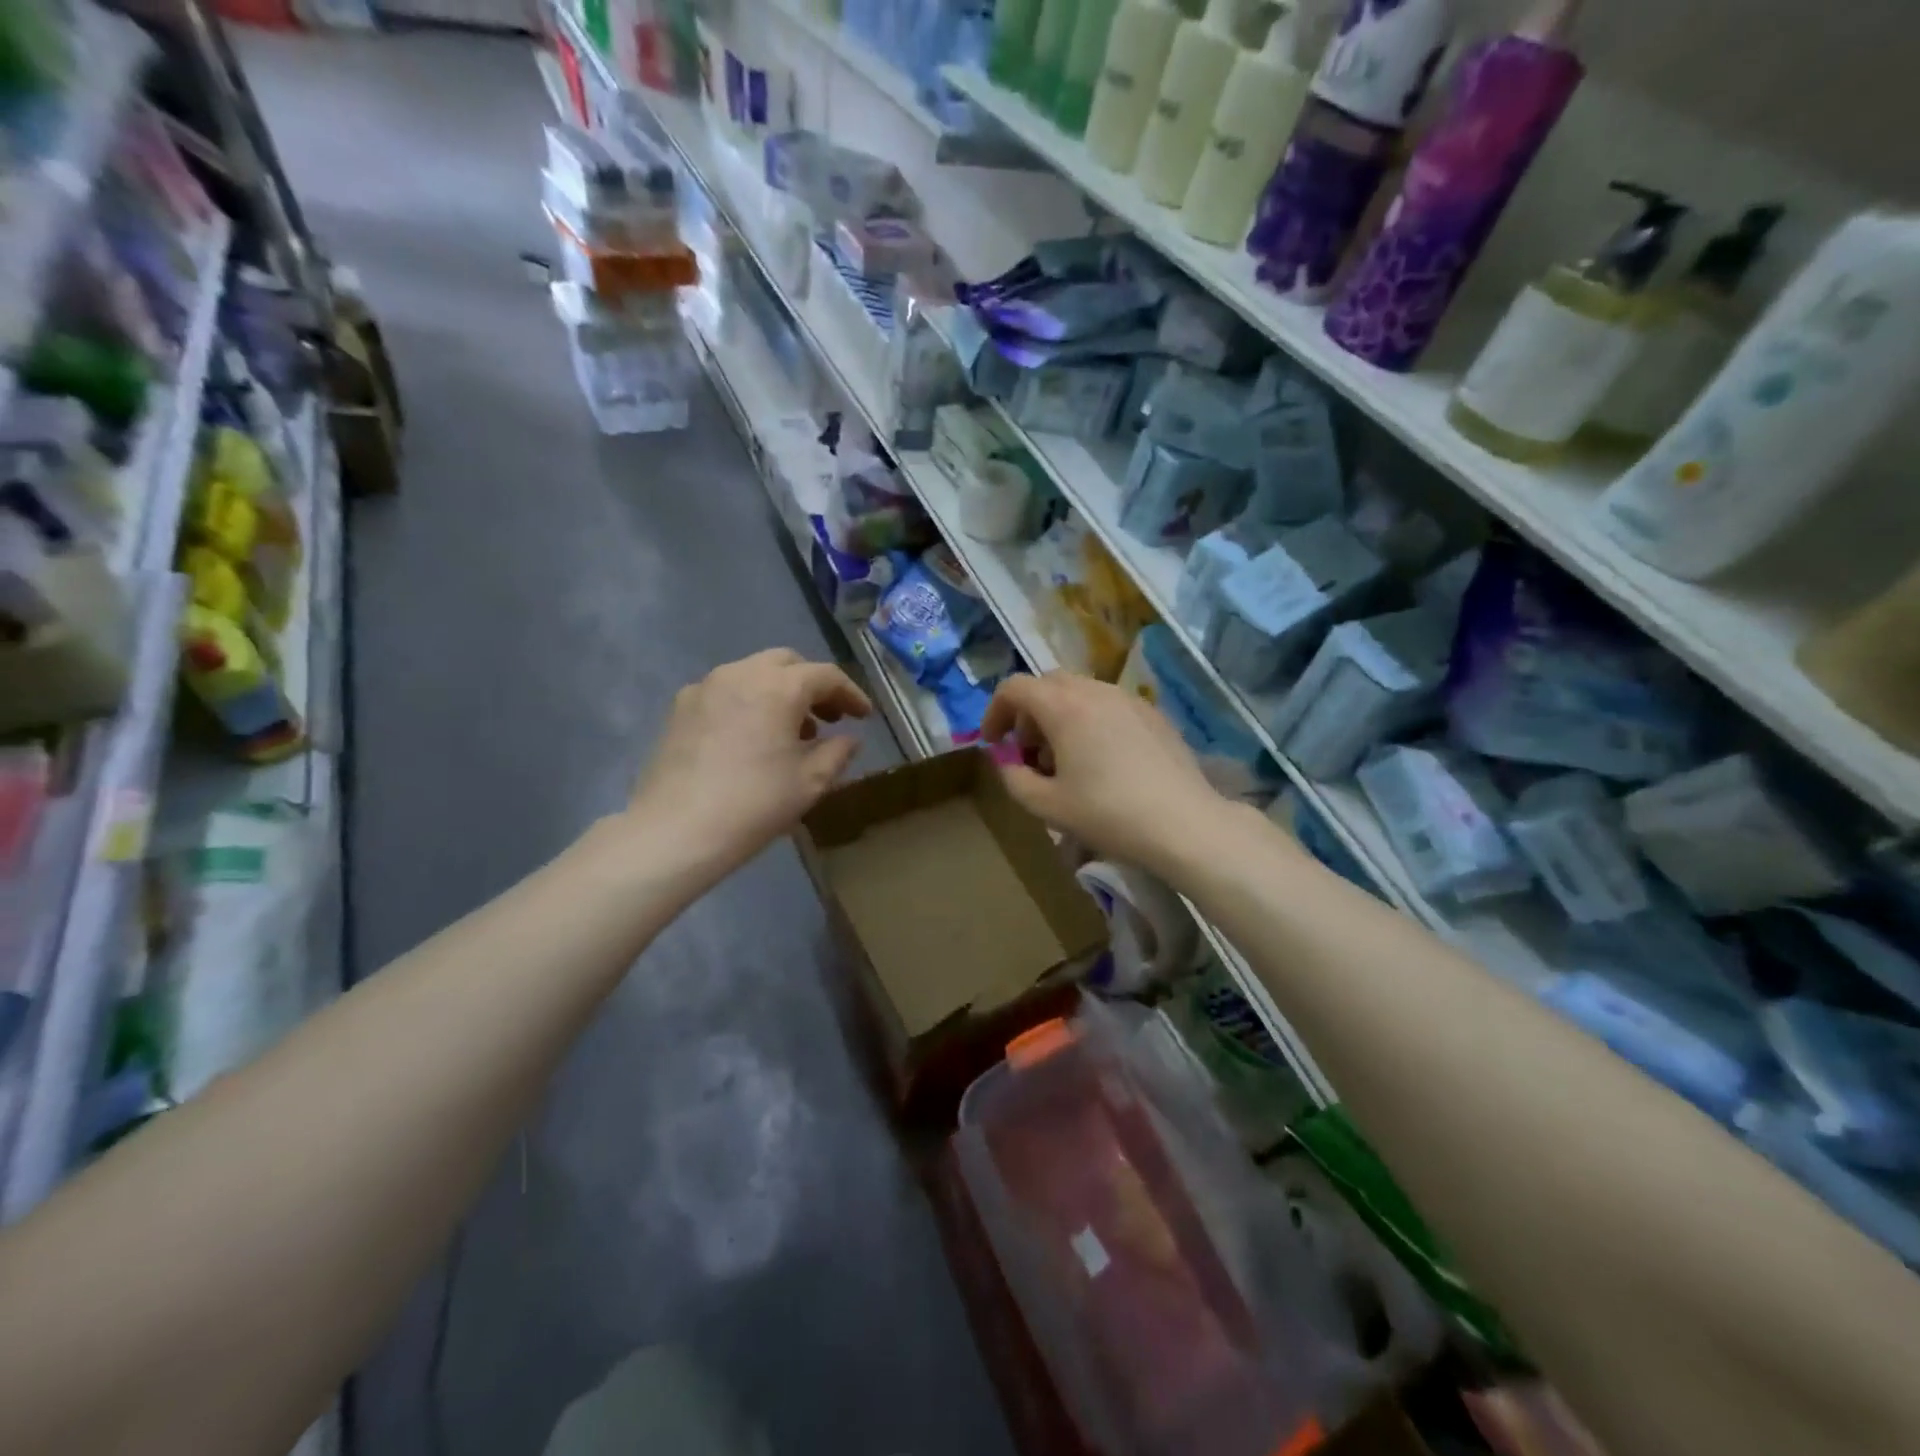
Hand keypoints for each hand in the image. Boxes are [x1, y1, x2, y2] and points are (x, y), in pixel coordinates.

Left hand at [629, 649, 872, 880]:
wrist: (676, 830)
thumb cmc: (754, 804)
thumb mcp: (810, 782)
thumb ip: (838, 752)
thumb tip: (849, 739)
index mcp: (778, 687)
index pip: (826, 676)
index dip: (851, 694)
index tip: (865, 717)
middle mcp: (741, 673)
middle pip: (788, 663)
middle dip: (813, 685)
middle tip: (830, 718)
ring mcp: (705, 687)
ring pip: (754, 673)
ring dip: (781, 692)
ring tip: (793, 732)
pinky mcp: (681, 707)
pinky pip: (726, 691)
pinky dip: (750, 702)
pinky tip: (752, 737)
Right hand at [982, 672, 1236, 876]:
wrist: (1183, 824)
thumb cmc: (1108, 814)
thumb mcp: (1047, 805)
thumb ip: (1013, 778)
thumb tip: (1007, 761)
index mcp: (1063, 706)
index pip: (1015, 687)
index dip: (995, 712)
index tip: (994, 743)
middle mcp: (1095, 691)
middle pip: (1047, 684)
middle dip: (1028, 713)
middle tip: (1029, 752)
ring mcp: (1128, 699)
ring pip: (1080, 692)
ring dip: (1060, 715)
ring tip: (1065, 759)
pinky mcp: (1153, 713)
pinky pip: (1108, 704)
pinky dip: (1090, 719)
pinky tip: (1102, 760)